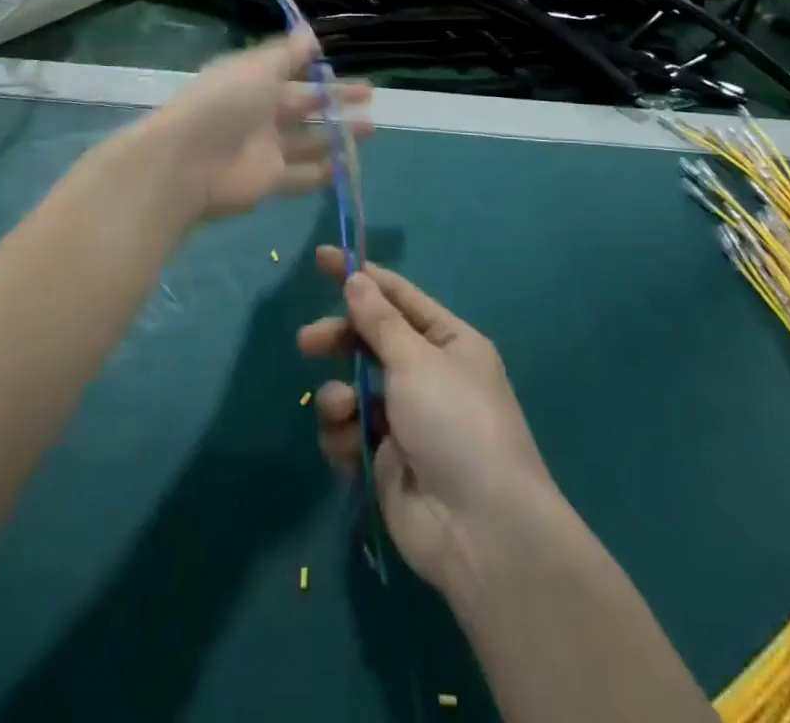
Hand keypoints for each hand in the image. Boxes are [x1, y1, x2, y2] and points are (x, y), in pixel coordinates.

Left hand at [133, 30, 371, 225]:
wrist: (188, 163)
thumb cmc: (224, 104)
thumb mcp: (257, 68)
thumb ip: (288, 53)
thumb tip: (311, 32)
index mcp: (253, 80)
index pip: (290, 71)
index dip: (317, 69)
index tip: (340, 64)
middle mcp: (260, 111)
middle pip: (305, 104)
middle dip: (336, 101)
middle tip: (370, 97)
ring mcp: (265, 147)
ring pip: (309, 139)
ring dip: (338, 134)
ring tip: (371, 129)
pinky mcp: (269, 179)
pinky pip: (303, 174)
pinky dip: (326, 170)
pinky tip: (350, 164)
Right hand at [297, 249, 558, 594]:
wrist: (481, 530)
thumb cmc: (455, 423)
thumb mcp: (416, 360)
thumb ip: (379, 321)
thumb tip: (356, 280)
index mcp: (448, 342)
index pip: (399, 297)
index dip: (362, 277)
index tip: (322, 259)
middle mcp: (428, 375)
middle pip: (371, 342)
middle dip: (340, 340)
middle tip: (308, 341)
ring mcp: (406, 420)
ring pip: (354, 388)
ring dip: (340, 395)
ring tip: (343, 410)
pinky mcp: (385, 460)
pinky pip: (350, 432)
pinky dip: (344, 434)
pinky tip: (351, 445)